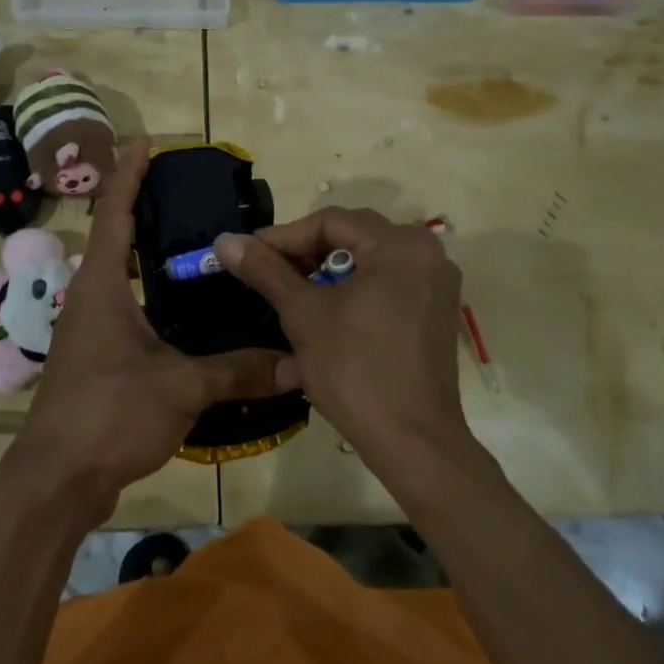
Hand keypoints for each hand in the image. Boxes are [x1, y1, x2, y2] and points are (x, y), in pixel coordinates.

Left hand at [7, 142, 290, 522]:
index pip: (114, 214)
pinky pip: (126, 309)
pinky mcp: (96, 358)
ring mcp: (89, 330)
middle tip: (187, 192)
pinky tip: (185, 311)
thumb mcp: (181, 387)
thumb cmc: (109, 414)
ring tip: (194, 244)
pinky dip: (152, 295)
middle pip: (115, 238)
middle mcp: (90, 298)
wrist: (56, 480)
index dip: (129, 174)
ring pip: (121, 276)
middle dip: (143, 208)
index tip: (147, 142)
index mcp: (102, 286)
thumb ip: (238, 371)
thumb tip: (297, 362)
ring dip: (147, 254)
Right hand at [212, 208, 471, 483]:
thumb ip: (266, 270)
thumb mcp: (303, 314)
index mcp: (400, 244)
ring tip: (293, 294)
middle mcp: (427, 252)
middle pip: (353, 236)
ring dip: (328, 272)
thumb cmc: (354, 370)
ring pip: (369, 260)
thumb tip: (226, 241)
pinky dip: (355, 289)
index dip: (284, 236)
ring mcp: (437, 283)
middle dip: (306, 252)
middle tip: (268, 273)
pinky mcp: (436, 311)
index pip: (330, 221)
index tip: (248, 254)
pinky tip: (328, 312)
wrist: (412, 442)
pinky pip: (388, 282)